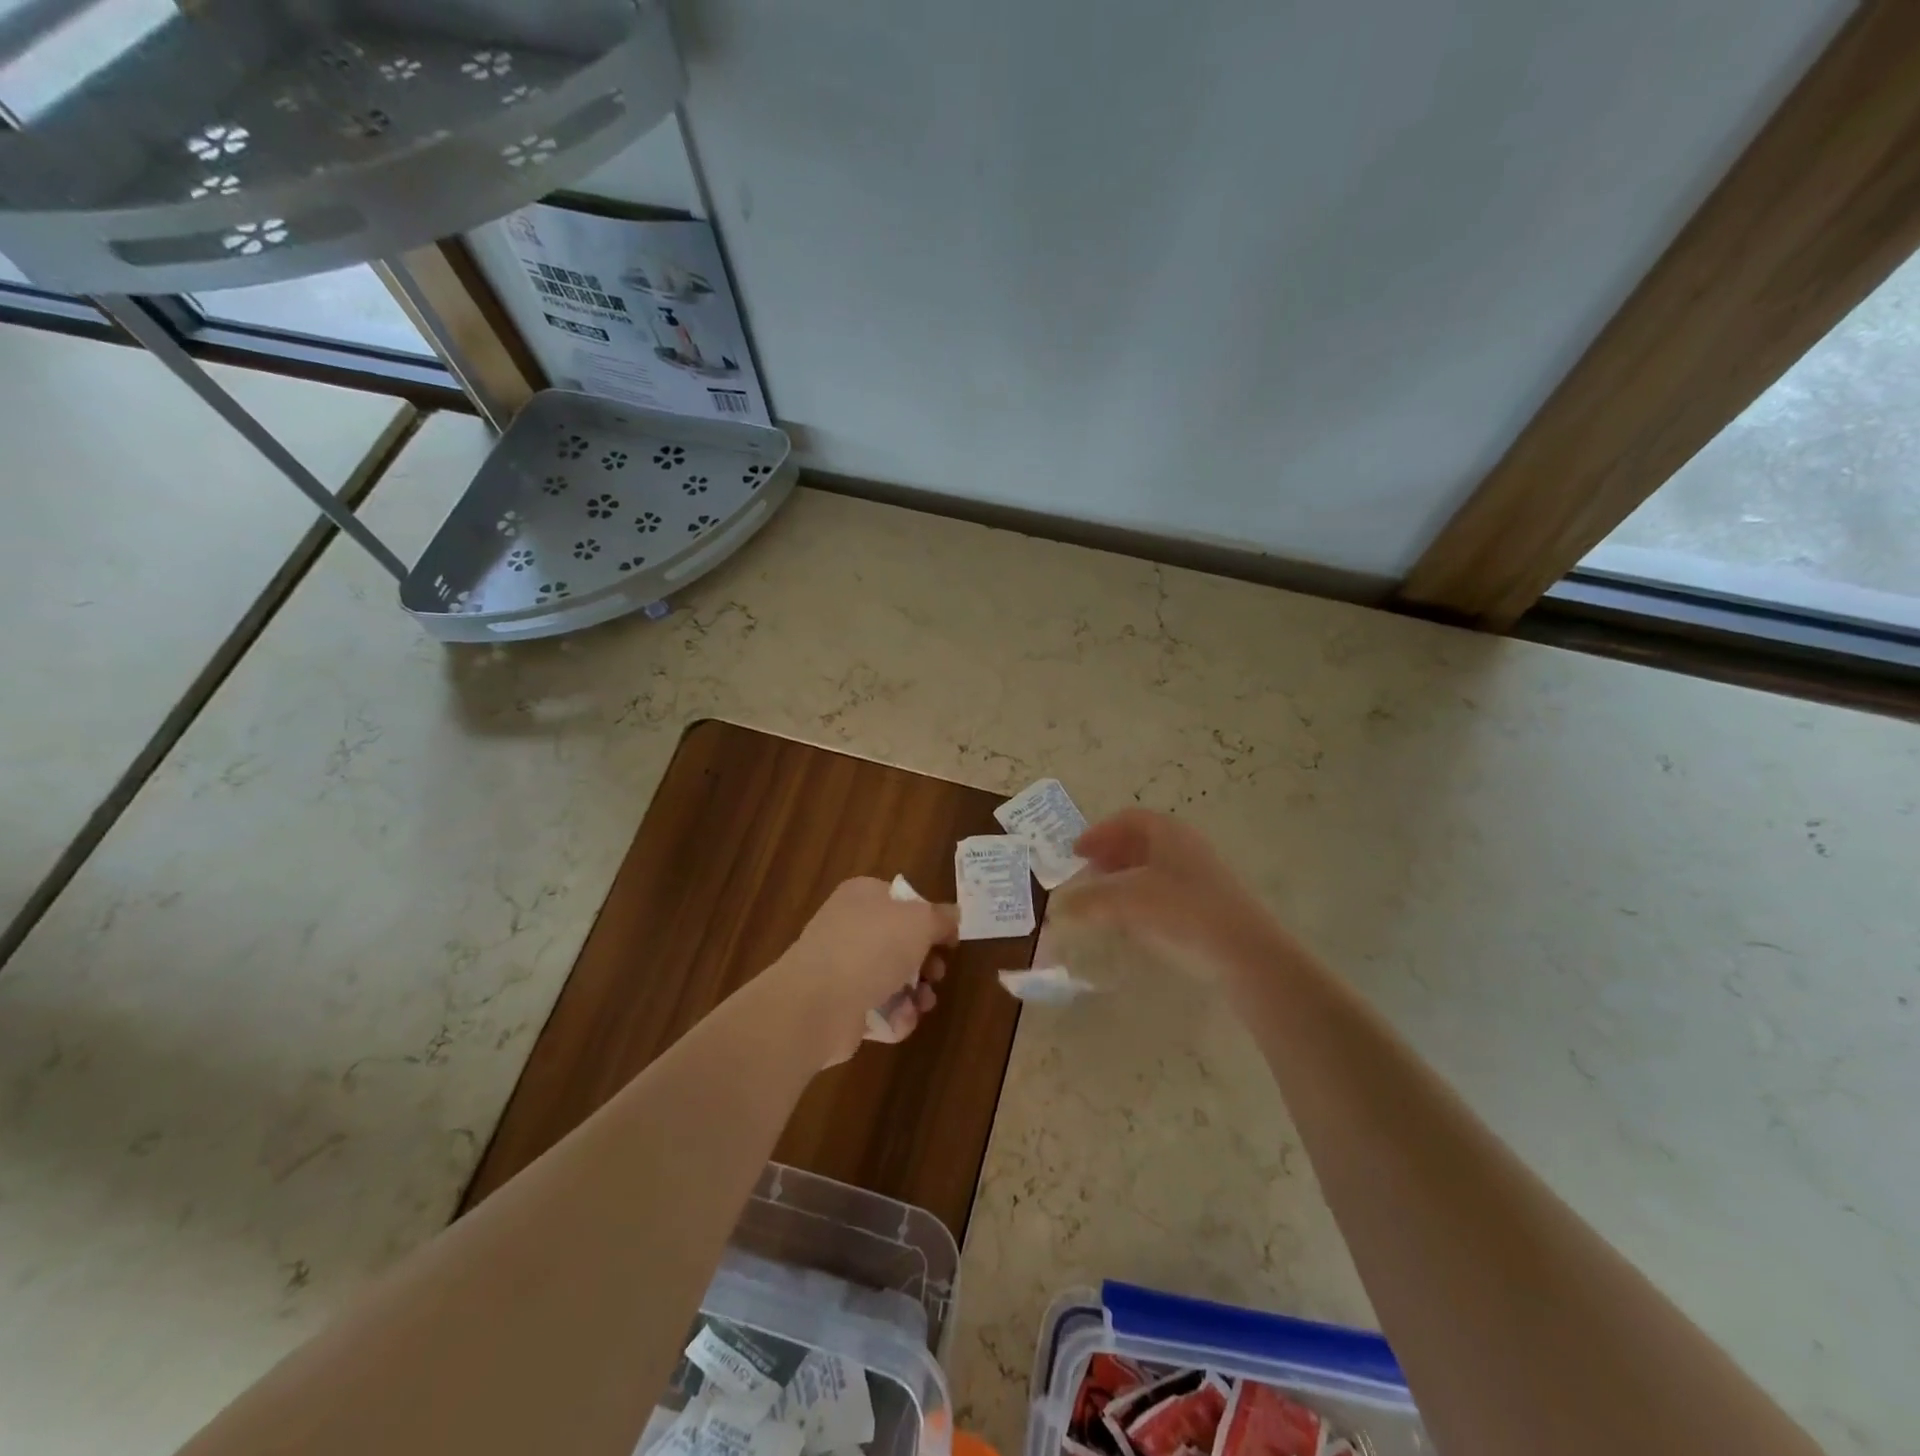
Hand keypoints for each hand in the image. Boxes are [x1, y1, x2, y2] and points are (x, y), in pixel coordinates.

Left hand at [765, 877, 959, 1064]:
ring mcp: (840, 968)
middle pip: (899, 942)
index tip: (949, 940)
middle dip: (925, 963)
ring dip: (915, 994)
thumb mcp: (920, 921)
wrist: (818, 1003)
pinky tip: (900, 1021)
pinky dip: (893, 1017)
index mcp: (862, 896)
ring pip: (890, 978)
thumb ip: (941, 917)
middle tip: (937, 974)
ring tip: (923, 1004)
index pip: (901, 900)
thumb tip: (953, 915)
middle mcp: (848, 927)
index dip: (929, 918)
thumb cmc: (872, 948)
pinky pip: (876, 1009)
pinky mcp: (838, 1006)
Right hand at [1050, 809, 1285, 975]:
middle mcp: (1186, 847)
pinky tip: (1133, 924)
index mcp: (1168, 832)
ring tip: (1104, 902)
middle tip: (1087, 877)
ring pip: (1154, 868)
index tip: (1075, 854)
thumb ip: (1087, 901)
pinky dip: (1142, 900)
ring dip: (1124, 880)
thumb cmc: (1183, 912)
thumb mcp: (1126, 902)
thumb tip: (1055, 910)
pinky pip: (1167, 892)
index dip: (1098, 833)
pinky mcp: (1209, 906)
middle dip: (1109, 856)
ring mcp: (1201, 876)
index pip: (1128, 819)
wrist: (1246, 954)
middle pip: (1140, 842)